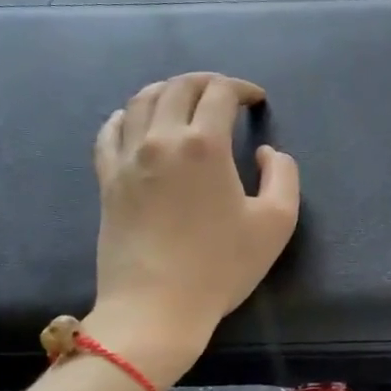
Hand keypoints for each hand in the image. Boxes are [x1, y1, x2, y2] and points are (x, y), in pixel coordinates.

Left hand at [84, 73, 299, 385]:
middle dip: (207, 82)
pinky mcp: (107, 180)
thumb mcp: (276, 222)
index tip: (256, 99)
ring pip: (141, 101)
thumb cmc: (221, 267)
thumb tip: (267, 152)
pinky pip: (110, 131)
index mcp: (203, 145)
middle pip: (178, 87)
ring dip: (168, 91)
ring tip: (186, 100)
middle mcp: (160, 140)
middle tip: (226, 94)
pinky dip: (128, 115)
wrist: (156, 308)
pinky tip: (137, 121)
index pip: (220, 93)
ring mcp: (128, 158)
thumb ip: (283, 175)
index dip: (242, 88)